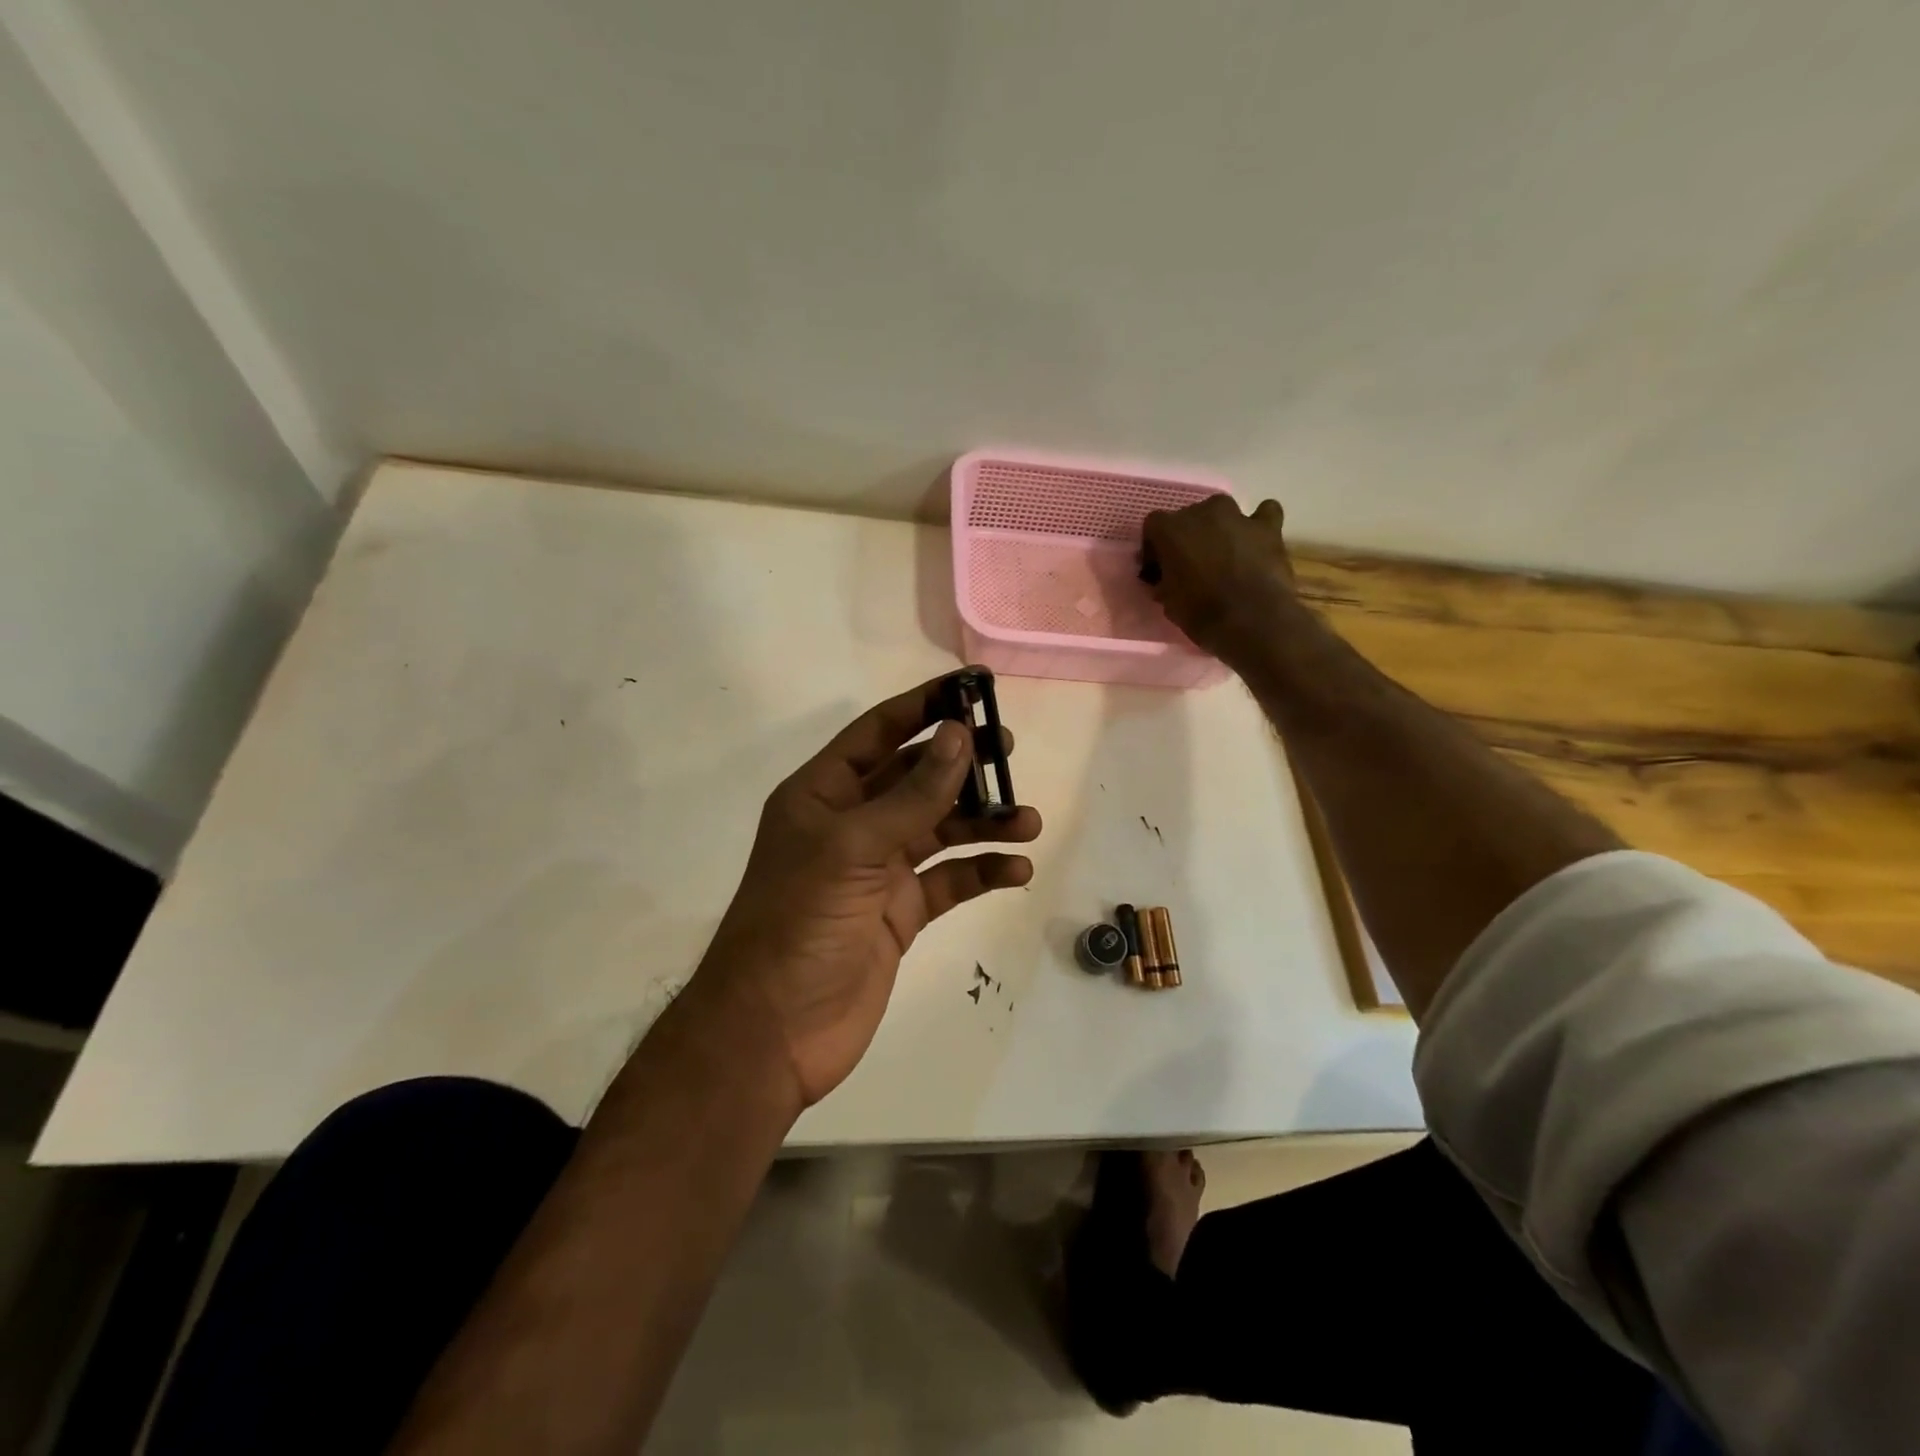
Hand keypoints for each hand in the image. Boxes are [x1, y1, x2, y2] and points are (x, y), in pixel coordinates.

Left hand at [691, 677, 1042, 1108]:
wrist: (774, 1033)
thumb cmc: (799, 924)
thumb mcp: (853, 849)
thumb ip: (912, 794)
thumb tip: (960, 735)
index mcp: (823, 795)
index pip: (877, 733)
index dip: (923, 707)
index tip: (973, 689)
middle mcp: (851, 825)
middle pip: (915, 778)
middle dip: (962, 765)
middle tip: (1010, 753)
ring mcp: (877, 871)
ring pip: (939, 829)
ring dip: (982, 822)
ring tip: (1028, 823)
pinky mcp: (899, 913)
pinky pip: (948, 880)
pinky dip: (981, 870)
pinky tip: (1016, 870)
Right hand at [1142, 496, 1299, 663]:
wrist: (1250, 621)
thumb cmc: (1200, 613)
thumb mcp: (1167, 601)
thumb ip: (1165, 580)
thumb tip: (1166, 578)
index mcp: (1171, 529)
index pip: (1154, 526)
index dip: (1156, 547)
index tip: (1159, 568)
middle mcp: (1202, 512)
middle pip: (1189, 516)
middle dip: (1188, 537)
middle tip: (1192, 564)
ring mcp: (1238, 516)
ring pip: (1223, 510)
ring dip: (1220, 527)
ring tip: (1224, 553)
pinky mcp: (1267, 527)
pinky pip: (1265, 512)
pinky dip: (1260, 523)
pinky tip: (1257, 540)